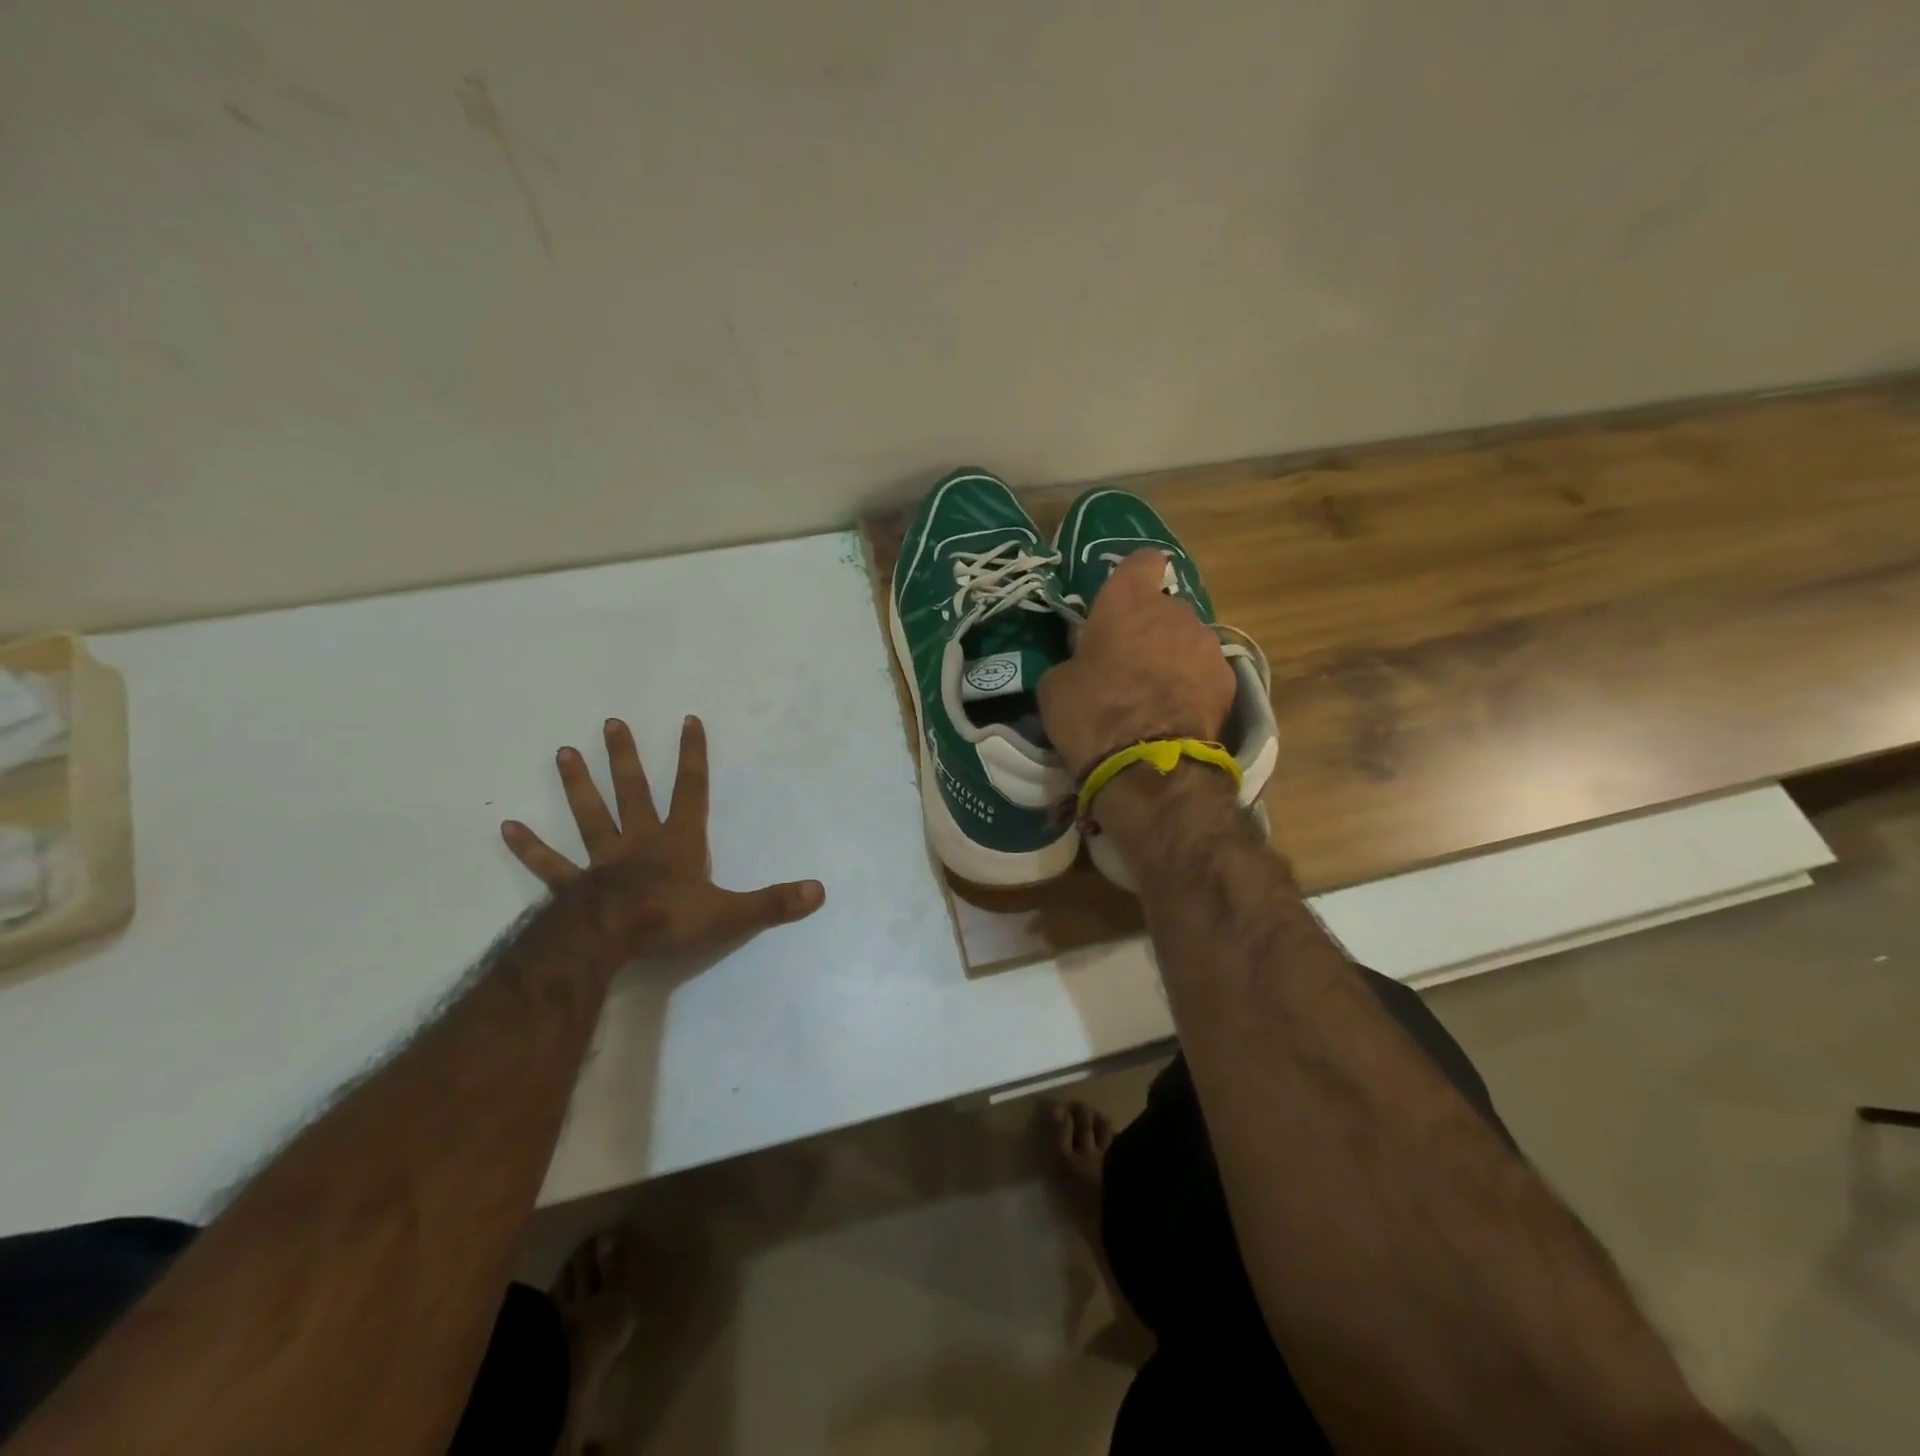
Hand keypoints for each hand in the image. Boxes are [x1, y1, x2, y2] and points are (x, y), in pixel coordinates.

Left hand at [501, 715, 824, 967]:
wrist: (611, 941)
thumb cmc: (670, 920)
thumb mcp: (730, 913)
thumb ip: (773, 902)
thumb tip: (819, 892)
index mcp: (677, 843)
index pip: (691, 790)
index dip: (691, 756)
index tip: (688, 720)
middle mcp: (639, 842)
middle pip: (632, 791)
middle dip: (625, 757)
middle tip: (611, 723)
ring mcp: (602, 861)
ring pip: (589, 816)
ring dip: (577, 785)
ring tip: (563, 752)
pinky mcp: (572, 887)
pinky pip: (549, 866)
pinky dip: (529, 848)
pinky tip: (506, 828)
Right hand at [1038, 550, 1236, 778]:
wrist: (1149, 768)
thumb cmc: (1092, 716)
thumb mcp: (1055, 685)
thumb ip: (1073, 657)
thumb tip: (1084, 658)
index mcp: (1127, 601)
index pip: (1142, 561)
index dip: (1133, 576)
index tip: (1120, 600)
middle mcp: (1174, 611)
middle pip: (1164, 606)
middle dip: (1149, 627)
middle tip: (1129, 662)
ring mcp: (1207, 644)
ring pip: (1186, 638)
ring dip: (1172, 655)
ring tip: (1155, 693)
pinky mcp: (1228, 679)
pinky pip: (1205, 670)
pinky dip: (1192, 683)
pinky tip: (1176, 712)